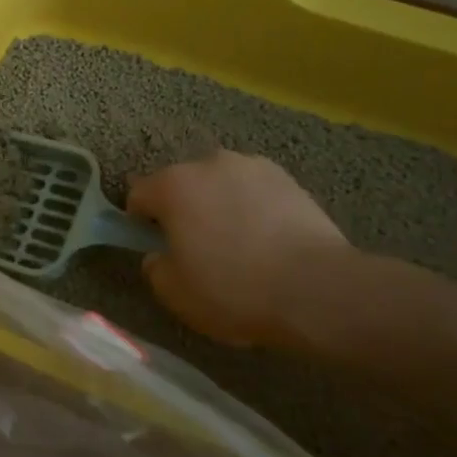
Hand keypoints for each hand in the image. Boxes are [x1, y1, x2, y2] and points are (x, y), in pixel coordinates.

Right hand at [128, 150, 354, 346]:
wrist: (318, 289)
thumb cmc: (234, 289)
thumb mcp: (174, 293)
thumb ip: (155, 267)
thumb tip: (159, 255)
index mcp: (173, 185)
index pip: (138, 194)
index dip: (140, 221)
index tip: (154, 247)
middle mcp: (209, 163)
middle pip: (181, 184)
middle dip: (182, 210)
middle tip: (196, 248)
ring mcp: (253, 167)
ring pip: (220, 185)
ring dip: (219, 205)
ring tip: (238, 244)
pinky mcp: (290, 179)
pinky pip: (255, 192)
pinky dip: (253, 209)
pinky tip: (267, 241)